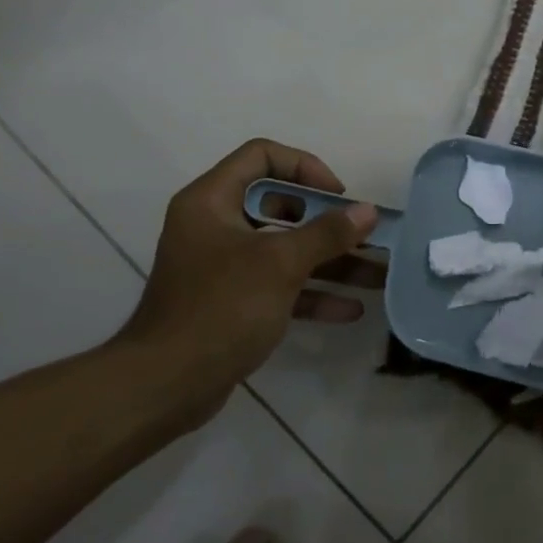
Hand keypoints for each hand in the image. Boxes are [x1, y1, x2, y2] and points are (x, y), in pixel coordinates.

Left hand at [114, 139, 384, 423]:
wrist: (166, 385)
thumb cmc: (221, 308)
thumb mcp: (280, 264)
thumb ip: (328, 234)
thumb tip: (369, 211)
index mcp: (212, 201)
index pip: (262, 156)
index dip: (305, 167)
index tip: (337, 196)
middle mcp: (216, 226)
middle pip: (281, 206)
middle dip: (329, 223)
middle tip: (365, 235)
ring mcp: (224, 267)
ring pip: (286, 250)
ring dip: (331, 261)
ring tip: (377, 274)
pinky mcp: (233, 303)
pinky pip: (280, 286)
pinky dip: (312, 294)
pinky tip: (350, 309)